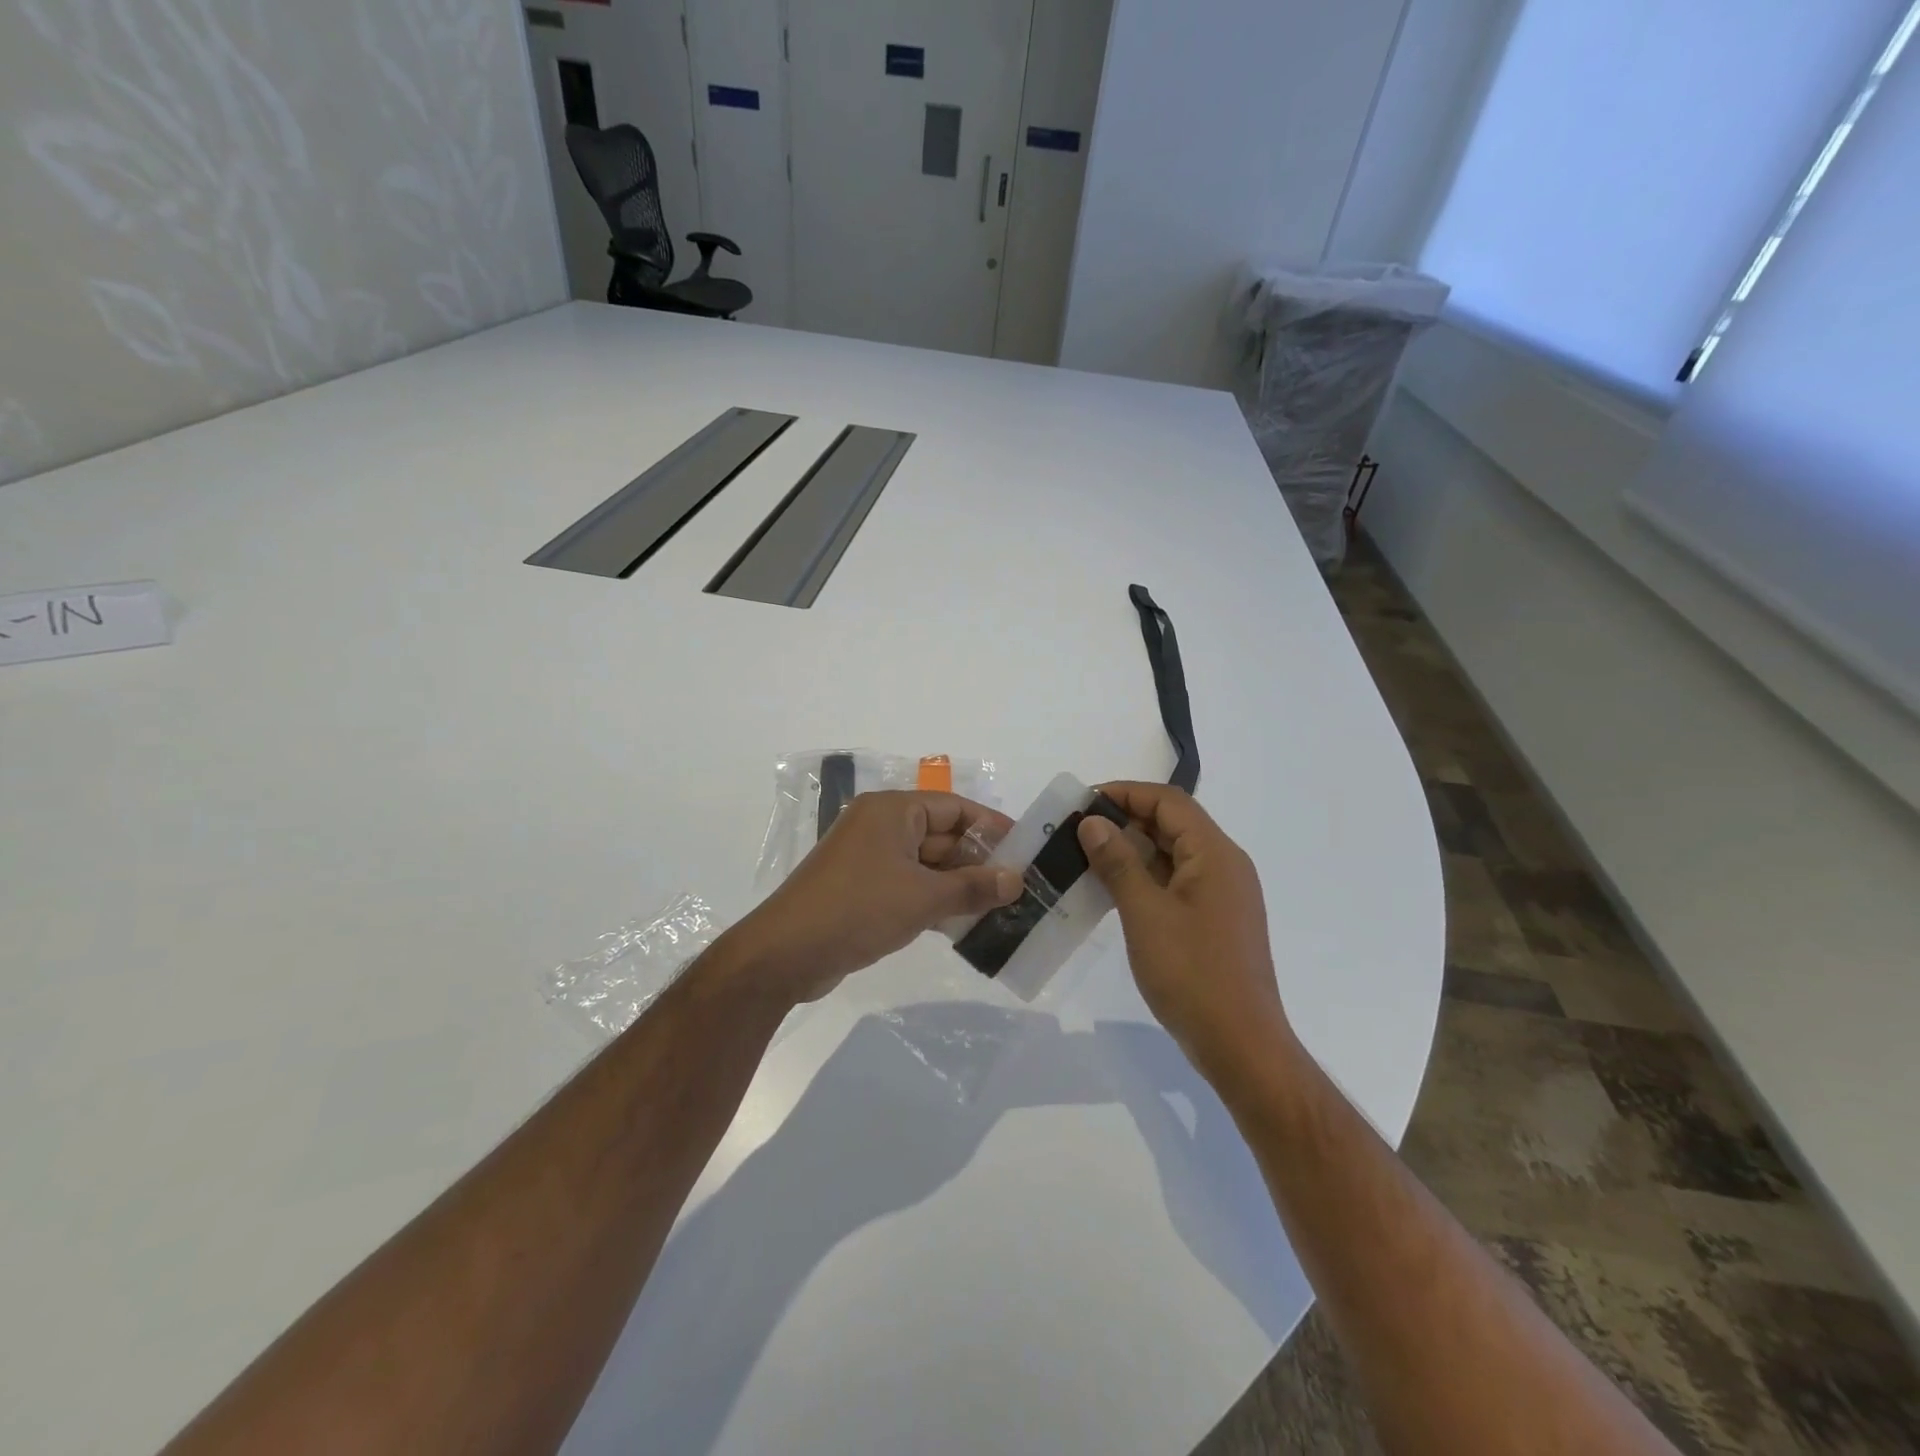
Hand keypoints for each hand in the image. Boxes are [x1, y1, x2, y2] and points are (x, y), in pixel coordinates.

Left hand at [722, 792, 1020, 1005]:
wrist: (785, 954)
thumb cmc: (858, 910)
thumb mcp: (924, 898)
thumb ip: (973, 887)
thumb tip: (1016, 880)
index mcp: (892, 811)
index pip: (954, 808)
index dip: (991, 827)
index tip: (1025, 850)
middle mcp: (880, 827)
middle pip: (941, 835)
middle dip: (979, 861)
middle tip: (1019, 886)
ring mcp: (869, 860)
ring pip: (927, 865)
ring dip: (959, 885)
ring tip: (1002, 909)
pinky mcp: (862, 891)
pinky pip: (909, 887)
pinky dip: (935, 901)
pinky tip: (965, 925)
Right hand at [1077, 782, 1292, 1085]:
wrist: (1241, 1045)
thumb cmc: (1192, 974)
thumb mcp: (1146, 913)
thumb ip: (1119, 863)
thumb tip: (1093, 822)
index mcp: (1215, 854)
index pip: (1168, 801)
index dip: (1125, 793)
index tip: (1083, 803)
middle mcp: (1224, 866)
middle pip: (1173, 824)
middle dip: (1125, 821)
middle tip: (1077, 832)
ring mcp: (1222, 895)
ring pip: (1173, 855)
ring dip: (1132, 852)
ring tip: (1086, 859)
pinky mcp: (1215, 921)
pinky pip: (1176, 883)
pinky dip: (1145, 879)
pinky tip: (1112, 892)